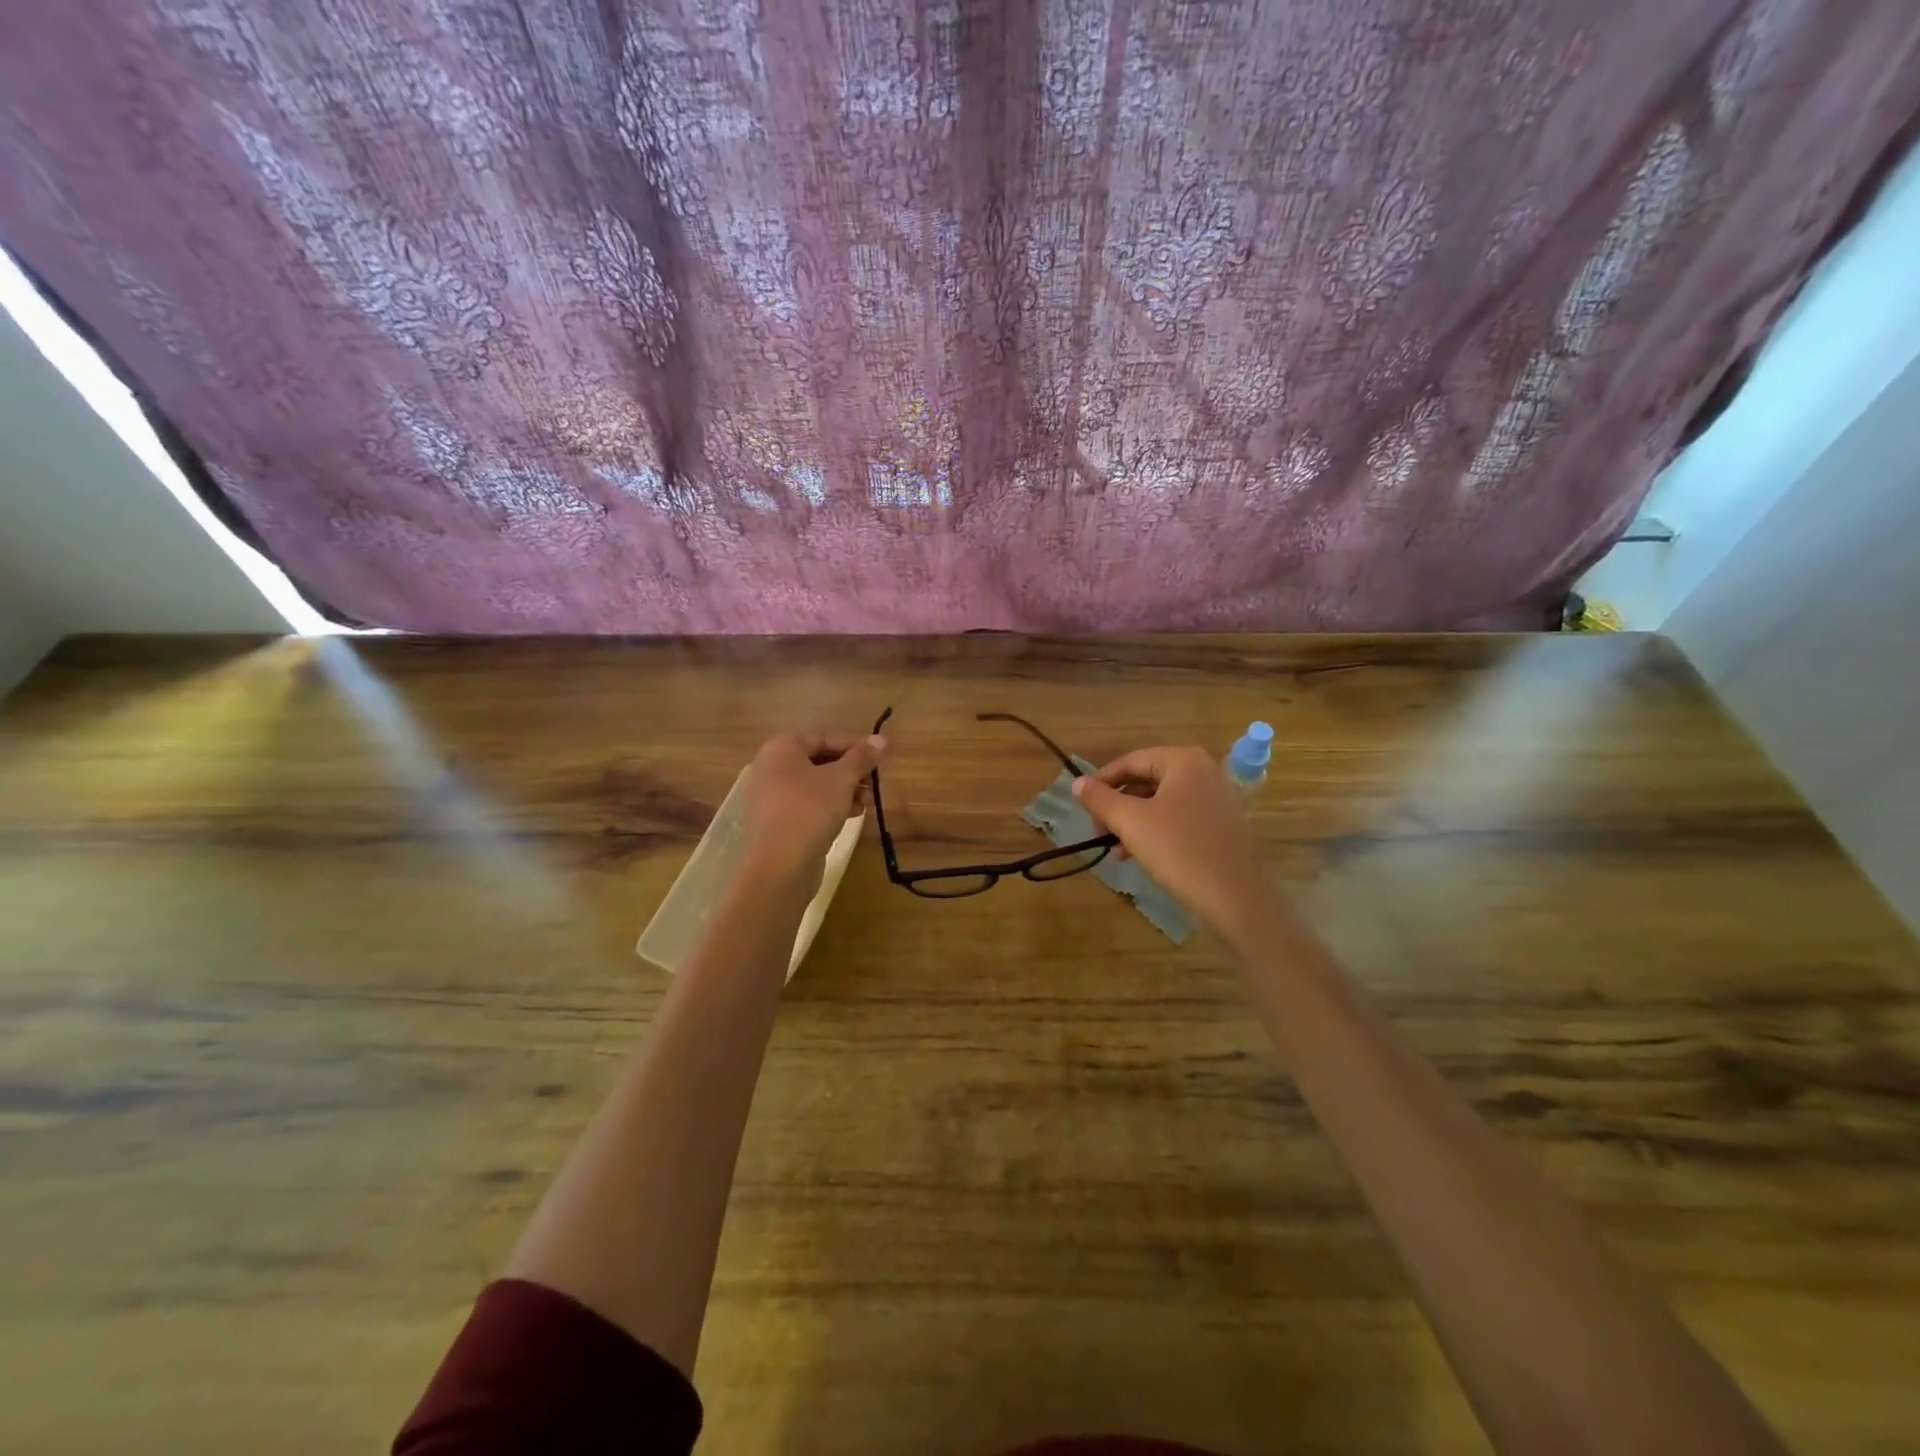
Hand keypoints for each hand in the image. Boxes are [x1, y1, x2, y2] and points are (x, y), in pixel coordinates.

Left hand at [739, 731, 886, 893]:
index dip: (855, 745)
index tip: (880, 757)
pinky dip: (830, 805)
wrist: (780, 866)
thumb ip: (861, 757)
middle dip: (851, 770)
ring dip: (845, 789)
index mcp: (782, 748)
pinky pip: (808, 804)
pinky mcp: (778, 821)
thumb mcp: (842, 779)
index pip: (825, 736)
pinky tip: (852, 815)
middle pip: (820, 760)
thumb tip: (881, 740)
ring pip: (815, 784)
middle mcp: (772, 767)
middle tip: (875, 782)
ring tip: (868, 802)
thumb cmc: (810, 810)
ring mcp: (772, 796)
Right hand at [1072, 746, 1275, 944]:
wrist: (1235, 897)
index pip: (1131, 761)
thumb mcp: (1130, 822)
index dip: (1102, 781)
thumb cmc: (1179, 850)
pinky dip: (1156, 830)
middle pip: (1147, 780)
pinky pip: (1180, 817)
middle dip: (1118, 805)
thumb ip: (1100, 799)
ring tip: (1115, 849)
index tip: (1082, 804)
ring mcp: (1217, 797)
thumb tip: (1077, 783)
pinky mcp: (1223, 823)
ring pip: (1162, 801)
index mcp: (1184, 761)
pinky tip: (1139, 855)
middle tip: (1098, 830)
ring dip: (1134, 821)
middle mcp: (1204, 771)